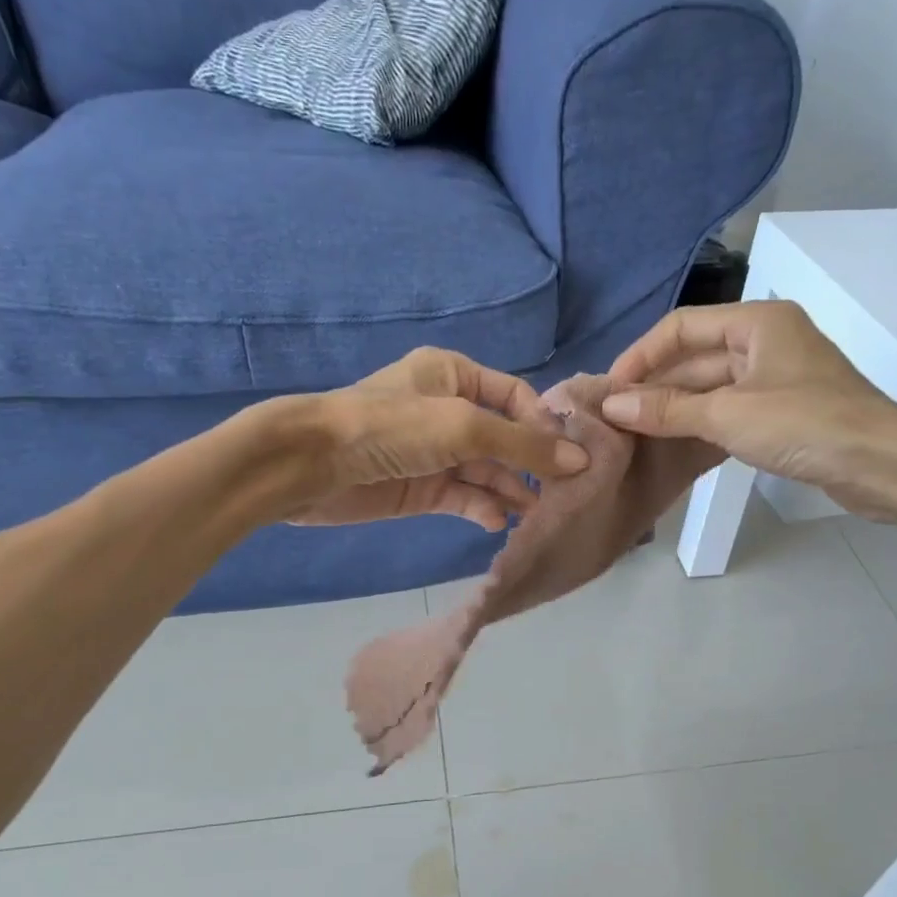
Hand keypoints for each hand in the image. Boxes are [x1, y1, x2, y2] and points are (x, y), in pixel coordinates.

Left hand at [286, 348, 588, 529]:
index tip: (568, 456)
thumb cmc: (391, 429)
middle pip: (504, 437)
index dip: (542, 424)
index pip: (515, 396)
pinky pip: (462, 496)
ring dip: (510, 490)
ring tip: (535, 514)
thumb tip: (581, 460)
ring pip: (485, 471)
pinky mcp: (420, 488)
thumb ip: (523, 445)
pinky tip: (496, 521)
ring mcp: (433, 452)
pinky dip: (481, 507)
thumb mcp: (463, 426)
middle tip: (561, 494)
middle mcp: (446, 410)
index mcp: (454, 375)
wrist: (314, 466)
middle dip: (530, 464)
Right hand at [603, 301, 896, 518]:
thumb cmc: (805, 425)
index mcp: (757, 322)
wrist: (882, 464)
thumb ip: (667, 409)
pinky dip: (700, 422)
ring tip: (634, 432)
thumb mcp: (728, 414)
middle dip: (655, 385)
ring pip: (711, 385)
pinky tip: (672, 443)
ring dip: (675, 406)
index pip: (682, 326)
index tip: (610, 390)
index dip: (641, 355)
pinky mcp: (784, 410)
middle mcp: (766, 340)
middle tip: (616, 418)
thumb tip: (611, 406)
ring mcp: (777, 377)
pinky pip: (729, 408)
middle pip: (696, 356)